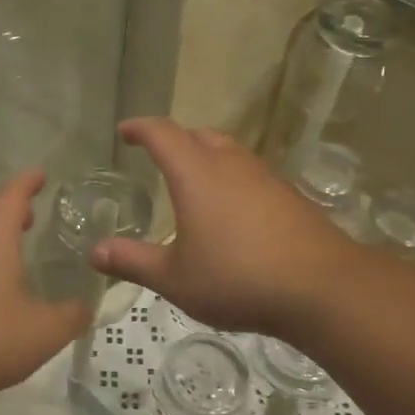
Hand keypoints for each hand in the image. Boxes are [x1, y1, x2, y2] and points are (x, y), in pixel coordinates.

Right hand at [89, 119, 362, 338]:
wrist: (321, 286)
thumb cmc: (237, 277)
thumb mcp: (175, 278)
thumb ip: (133, 261)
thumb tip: (94, 252)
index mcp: (196, 173)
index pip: (162, 133)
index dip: (140, 128)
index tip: (125, 132)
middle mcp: (230, 163)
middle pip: (197, 135)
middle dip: (174, 140)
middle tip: (158, 157)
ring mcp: (264, 176)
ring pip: (228, 151)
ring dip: (206, 157)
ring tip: (193, 184)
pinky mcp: (288, 194)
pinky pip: (250, 173)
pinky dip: (231, 179)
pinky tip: (233, 211)